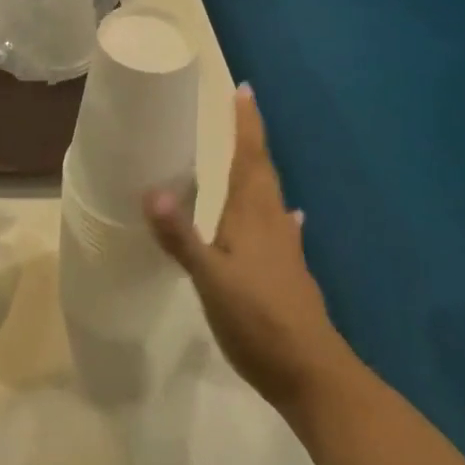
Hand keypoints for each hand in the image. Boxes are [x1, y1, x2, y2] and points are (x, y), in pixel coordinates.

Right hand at [145, 84, 348, 415]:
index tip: (243, 90)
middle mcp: (272, 223)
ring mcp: (286, 249)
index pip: (248, 158)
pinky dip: (278, 213)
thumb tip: (151, 190)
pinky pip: (281, 227)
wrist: (313, 375)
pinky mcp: (291, 274)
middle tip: (242, 110)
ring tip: (252, 156)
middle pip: (262, 171)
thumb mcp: (209, 279)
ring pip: (272, 198)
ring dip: (261, 171)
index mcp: (252, 215)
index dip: (246, 124)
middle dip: (251, 139)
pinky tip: (288, 219)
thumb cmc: (258, 320)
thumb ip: (181, 236)